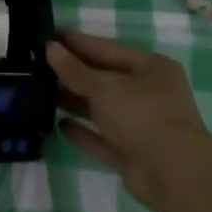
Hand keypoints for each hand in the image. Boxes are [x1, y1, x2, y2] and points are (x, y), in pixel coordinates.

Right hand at [49, 30, 211, 211]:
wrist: (174, 176)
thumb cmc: (142, 115)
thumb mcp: (104, 86)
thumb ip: (74, 69)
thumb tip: (50, 47)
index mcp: (150, 67)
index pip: (105, 48)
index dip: (75, 42)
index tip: (47, 36)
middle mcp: (149, 93)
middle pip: (104, 78)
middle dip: (73, 73)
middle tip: (37, 65)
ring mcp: (142, 125)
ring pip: (102, 108)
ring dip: (75, 101)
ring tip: (41, 93)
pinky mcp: (133, 153)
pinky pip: (103, 138)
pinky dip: (84, 132)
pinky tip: (59, 125)